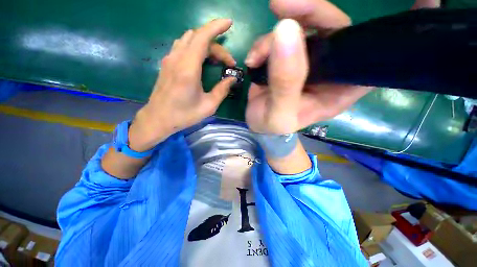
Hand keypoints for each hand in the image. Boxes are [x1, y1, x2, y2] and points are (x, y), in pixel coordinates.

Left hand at [129, 19, 236, 150]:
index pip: (202, 37)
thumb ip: (222, 90)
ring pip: (189, 40)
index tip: (229, 23)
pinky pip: (182, 47)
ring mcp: (169, 60)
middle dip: (216, 45)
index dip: (216, 27)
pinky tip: (202, 61)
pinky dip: (195, 48)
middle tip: (228, 63)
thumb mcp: (208, 106)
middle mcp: (177, 59)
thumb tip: (232, 79)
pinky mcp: (167, 64)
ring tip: (216, 61)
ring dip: (205, 45)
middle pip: (198, 37)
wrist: (158, 119)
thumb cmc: (184, 115)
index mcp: (188, 69)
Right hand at [245, 0, 371, 133]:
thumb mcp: (279, 113)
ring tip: (256, 57)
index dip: (363, 31)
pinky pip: (281, 37)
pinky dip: (264, 43)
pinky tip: (253, 59)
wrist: (259, 125)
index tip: (362, 9)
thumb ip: (285, 82)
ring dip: (274, 36)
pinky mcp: (289, 58)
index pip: (366, 54)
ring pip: (302, 27)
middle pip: (333, 27)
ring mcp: (308, 61)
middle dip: (307, 12)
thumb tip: (286, 31)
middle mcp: (330, 70)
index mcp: (339, 88)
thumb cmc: (273, 126)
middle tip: (280, 6)